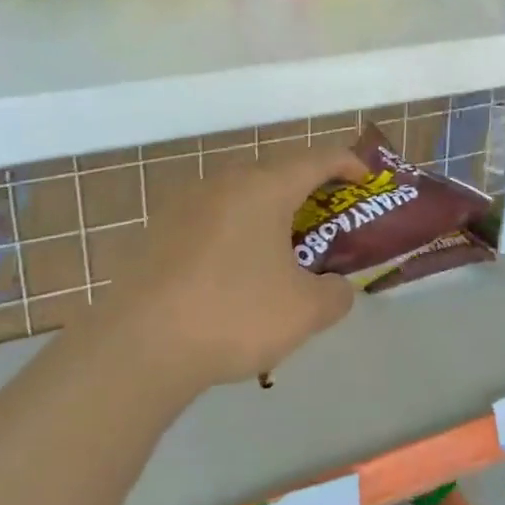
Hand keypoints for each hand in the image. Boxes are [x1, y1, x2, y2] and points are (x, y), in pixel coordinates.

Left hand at [110, 144, 369, 390]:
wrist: (139, 346)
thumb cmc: (233, 314)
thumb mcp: (305, 311)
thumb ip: (336, 294)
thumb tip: (336, 288)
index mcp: (264, 187)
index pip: (317, 158)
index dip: (348, 163)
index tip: (365, 179)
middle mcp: (224, 182)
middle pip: (276, 171)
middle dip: (307, 189)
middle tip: (327, 217)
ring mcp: (185, 203)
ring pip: (240, 194)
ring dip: (268, 210)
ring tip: (282, 246)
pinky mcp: (158, 230)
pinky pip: (212, 218)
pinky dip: (235, 231)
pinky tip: (235, 271)